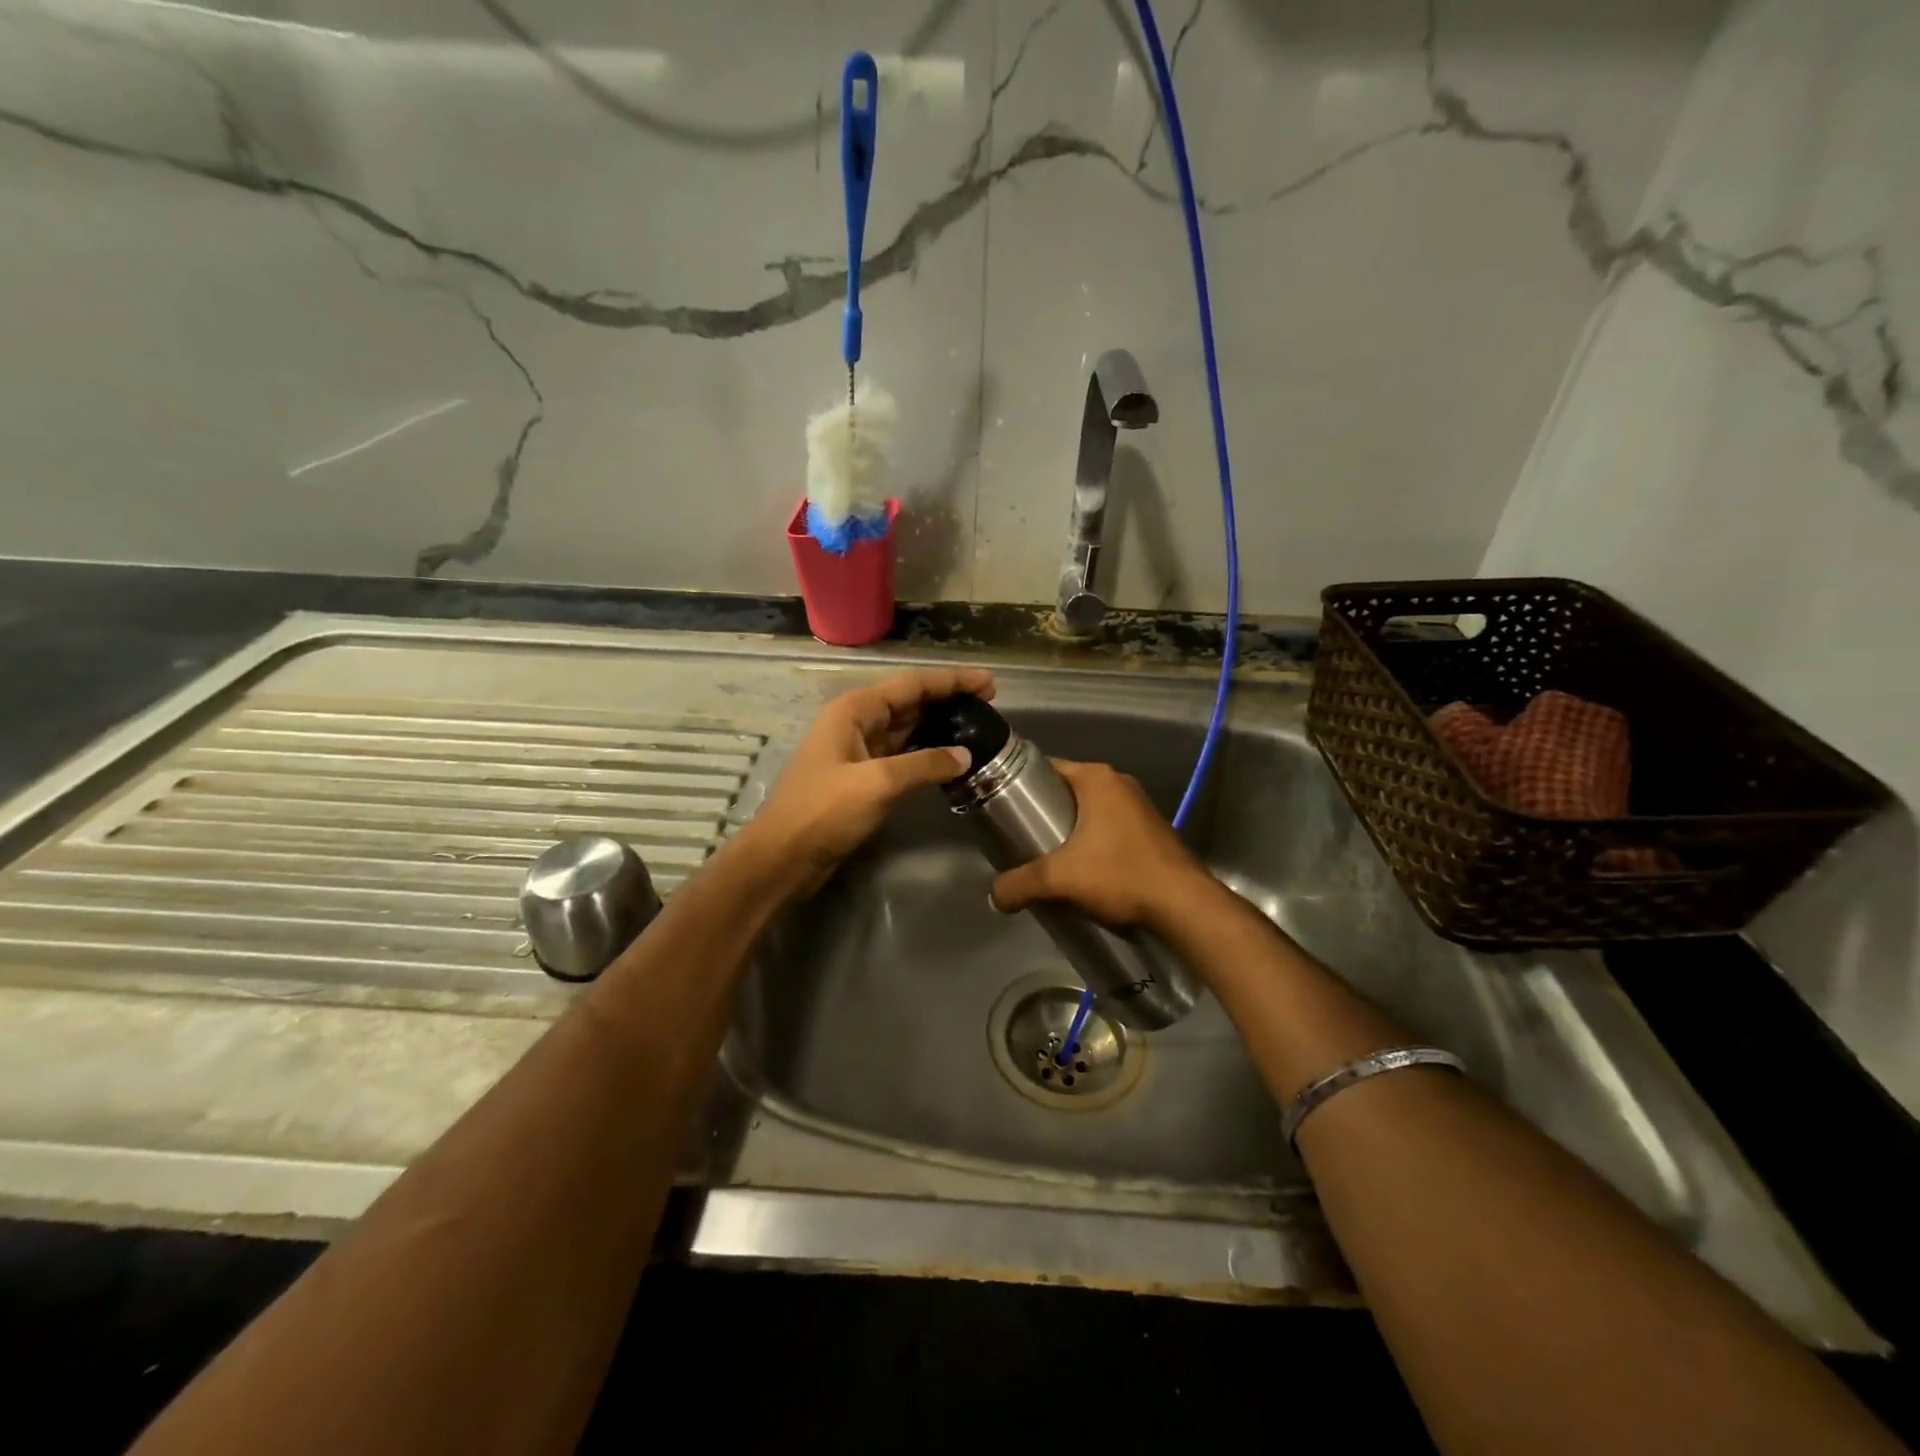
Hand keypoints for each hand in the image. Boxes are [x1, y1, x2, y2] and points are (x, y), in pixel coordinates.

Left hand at [742, 667, 994, 896]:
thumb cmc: (824, 811)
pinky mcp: (863, 776)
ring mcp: (859, 749)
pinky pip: (902, 754)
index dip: (951, 681)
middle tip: (990, 704)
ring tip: (977, 725)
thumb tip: (964, 755)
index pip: (912, 685)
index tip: (988, 683)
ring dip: (939, 725)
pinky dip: (927, 752)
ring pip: (907, 728)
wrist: (784, 856)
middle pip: (910, 701)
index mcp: (855, 710)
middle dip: (948, 699)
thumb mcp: (877, 783)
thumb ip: (924, 765)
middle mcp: (857, 721)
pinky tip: (950, 758)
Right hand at [990, 759, 1213, 930]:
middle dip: (1042, 812)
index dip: (1020, 786)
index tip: (1001, 809)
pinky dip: (1091, 842)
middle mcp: (1119, 783)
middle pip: (1066, 791)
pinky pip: (1109, 828)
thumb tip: (994, 896)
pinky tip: (1080, 870)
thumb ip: (1019, 884)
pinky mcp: (1150, 831)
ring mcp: (1139, 806)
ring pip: (1088, 811)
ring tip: (1045, 857)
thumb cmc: (1119, 875)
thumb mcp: (1059, 879)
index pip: (1046, 768)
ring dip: (1068, 830)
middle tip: (1019, 838)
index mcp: (1097, 778)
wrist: (1184, 906)